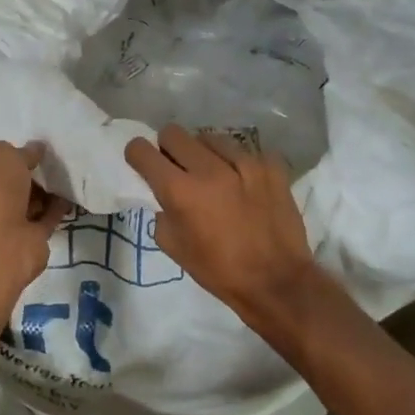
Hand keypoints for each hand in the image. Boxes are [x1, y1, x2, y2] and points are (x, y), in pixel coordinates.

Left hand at [0, 141, 71, 289]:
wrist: (1, 246)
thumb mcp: (1, 156)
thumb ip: (20, 151)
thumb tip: (35, 149)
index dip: (1, 162)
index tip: (23, 153)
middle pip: (6, 187)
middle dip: (26, 177)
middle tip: (47, 163)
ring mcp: (4, 227)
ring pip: (26, 204)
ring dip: (43, 193)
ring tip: (62, 175)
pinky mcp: (28, 241)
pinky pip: (44, 219)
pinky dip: (56, 208)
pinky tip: (69, 194)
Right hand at [125, 126, 320, 330]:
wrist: (277, 282)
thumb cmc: (219, 270)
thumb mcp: (174, 248)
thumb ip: (162, 213)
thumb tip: (164, 195)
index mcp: (180, 191)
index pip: (142, 151)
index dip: (137, 154)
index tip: (143, 163)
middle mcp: (209, 169)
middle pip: (174, 133)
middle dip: (168, 148)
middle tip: (178, 169)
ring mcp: (244, 162)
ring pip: (210, 138)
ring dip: (205, 154)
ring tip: (216, 177)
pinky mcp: (271, 165)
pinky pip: (245, 151)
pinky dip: (239, 165)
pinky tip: (245, 185)